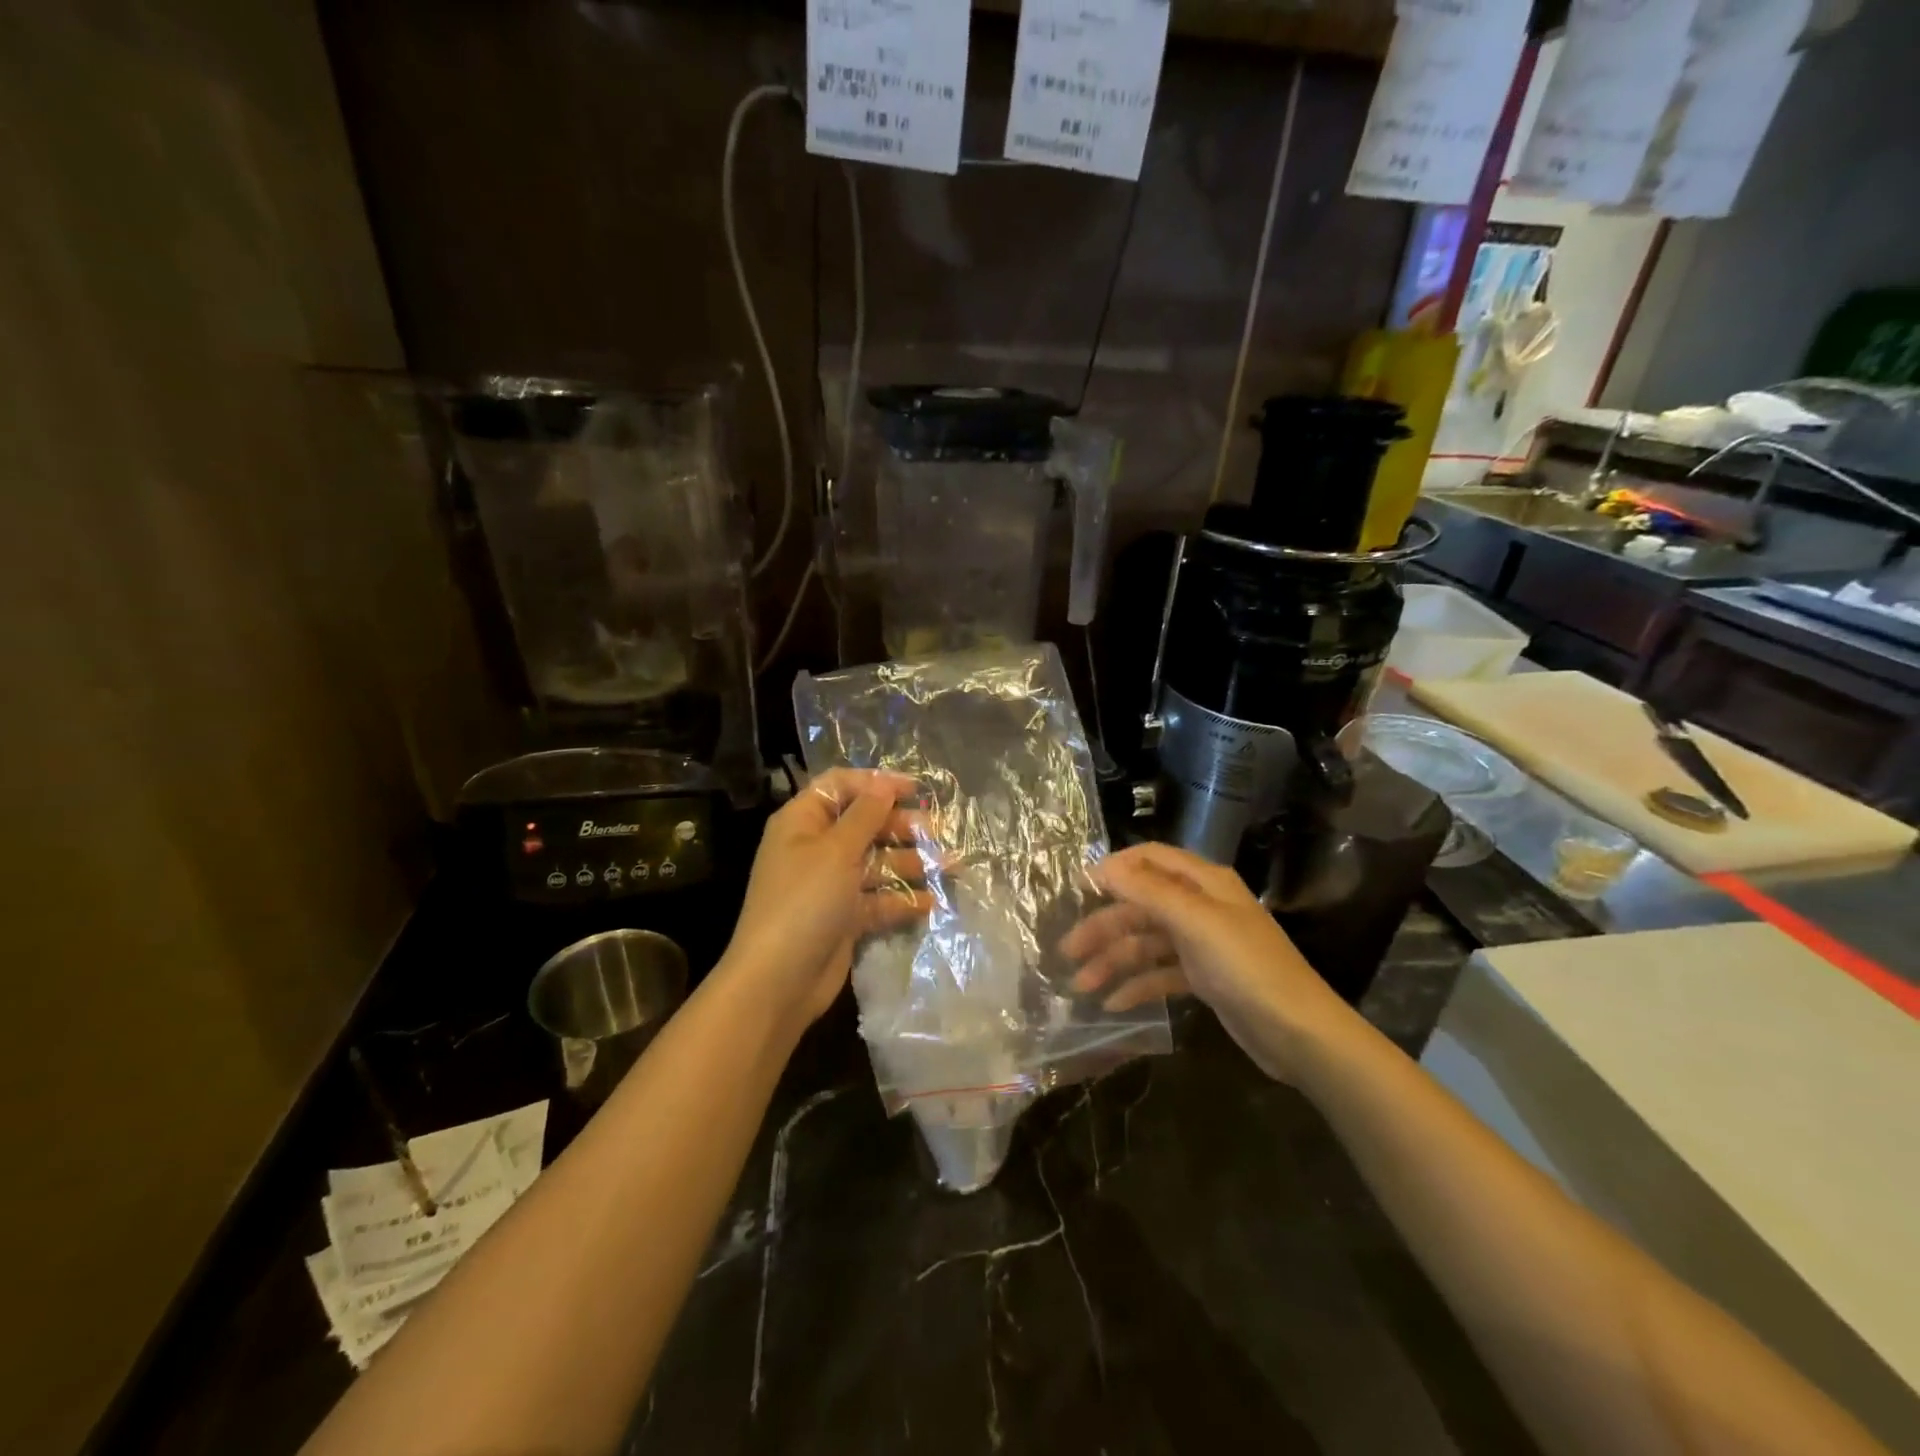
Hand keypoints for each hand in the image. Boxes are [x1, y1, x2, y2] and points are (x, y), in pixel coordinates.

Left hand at [721, 769, 933, 1029]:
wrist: (778, 981)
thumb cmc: (804, 901)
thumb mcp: (836, 850)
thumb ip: (866, 815)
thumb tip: (885, 785)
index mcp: (803, 821)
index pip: (841, 786)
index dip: (877, 783)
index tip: (916, 789)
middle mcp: (816, 848)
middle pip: (864, 824)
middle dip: (901, 826)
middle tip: (936, 833)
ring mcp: (830, 885)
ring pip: (876, 863)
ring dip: (910, 863)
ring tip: (949, 867)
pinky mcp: (844, 918)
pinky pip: (878, 899)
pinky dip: (902, 900)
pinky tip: (932, 903)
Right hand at [1061, 842, 1355, 1083]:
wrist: (1300, 1034)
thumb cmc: (1247, 968)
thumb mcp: (1196, 923)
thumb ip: (1148, 891)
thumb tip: (1103, 865)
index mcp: (1203, 882)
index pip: (1150, 859)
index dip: (1113, 869)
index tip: (1076, 888)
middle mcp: (1201, 906)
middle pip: (1141, 906)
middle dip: (1104, 927)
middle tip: (1068, 952)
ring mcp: (1202, 943)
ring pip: (1146, 943)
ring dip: (1114, 961)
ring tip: (1082, 986)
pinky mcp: (1204, 978)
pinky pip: (1160, 973)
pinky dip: (1137, 985)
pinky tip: (1114, 1005)